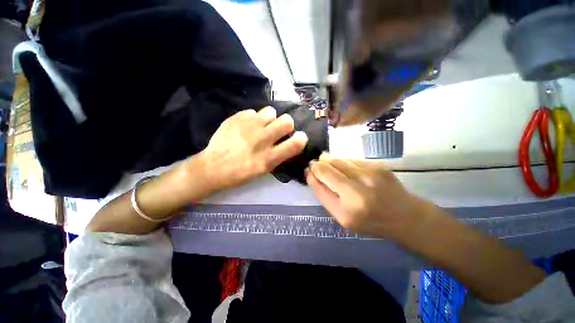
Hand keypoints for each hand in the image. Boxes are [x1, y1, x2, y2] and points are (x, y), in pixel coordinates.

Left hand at [198, 107, 307, 190]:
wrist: (213, 167)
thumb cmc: (241, 173)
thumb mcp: (264, 170)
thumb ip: (279, 154)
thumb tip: (288, 140)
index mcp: (269, 158)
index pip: (296, 143)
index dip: (301, 138)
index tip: (298, 138)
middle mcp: (262, 140)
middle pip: (287, 120)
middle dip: (286, 124)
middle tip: (278, 130)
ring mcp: (248, 126)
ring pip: (271, 111)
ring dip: (270, 119)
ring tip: (261, 126)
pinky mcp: (236, 118)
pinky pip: (253, 112)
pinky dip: (253, 119)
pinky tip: (246, 127)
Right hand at [306, 153, 426, 238]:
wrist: (404, 216)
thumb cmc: (370, 221)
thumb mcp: (343, 218)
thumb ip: (325, 197)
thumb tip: (312, 176)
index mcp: (347, 210)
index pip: (320, 185)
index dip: (312, 175)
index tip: (308, 171)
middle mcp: (357, 191)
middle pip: (327, 169)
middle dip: (317, 165)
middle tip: (314, 165)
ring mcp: (369, 175)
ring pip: (338, 160)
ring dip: (328, 160)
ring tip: (325, 161)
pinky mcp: (377, 166)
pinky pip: (350, 159)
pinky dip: (342, 161)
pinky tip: (342, 165)